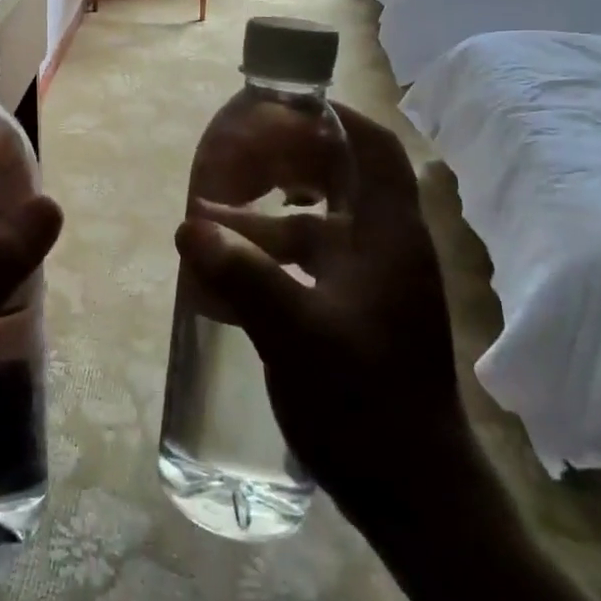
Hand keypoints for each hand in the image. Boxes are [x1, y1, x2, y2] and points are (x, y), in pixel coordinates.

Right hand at [175, 103, 469, 541]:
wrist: (413, 494)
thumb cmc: (366, 404)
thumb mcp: (296, 334)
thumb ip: (242, 275)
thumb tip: (188, 227)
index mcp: (389, 237)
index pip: (372, 148)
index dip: (330, 117)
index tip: (278, 106)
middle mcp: (385, 248)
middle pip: (338, 178)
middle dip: (282, 162)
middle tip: (230, 159)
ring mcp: (370, 283)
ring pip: (313, 226)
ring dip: (261, 218)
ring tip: (205, 222)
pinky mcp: (353, 312)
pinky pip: (305, 266)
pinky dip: (266, 260)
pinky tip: (221, 279)